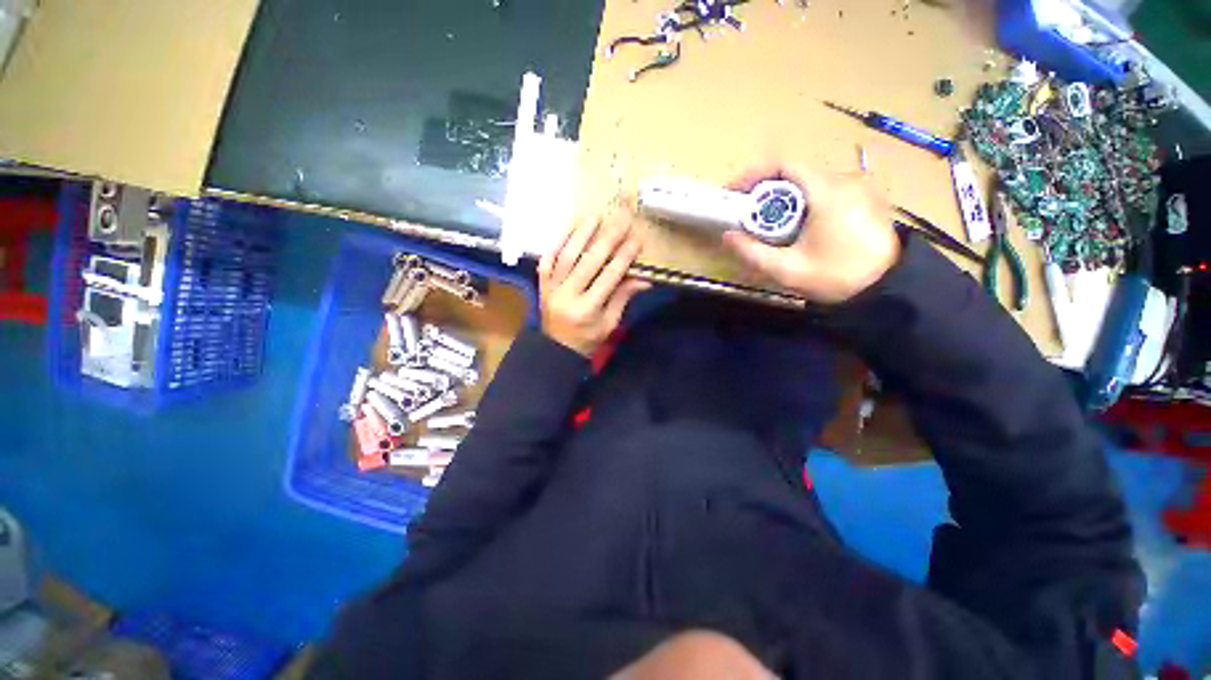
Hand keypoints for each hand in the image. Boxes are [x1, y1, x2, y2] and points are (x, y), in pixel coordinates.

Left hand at [539, 214, 650, 356]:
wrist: (555, 349)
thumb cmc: (587, 339)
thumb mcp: (609, 324)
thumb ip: (622, 298)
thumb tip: (643, 278)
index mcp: (587, 309)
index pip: (609, 278)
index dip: (623, 257)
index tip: (636, 240)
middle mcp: (567, 295)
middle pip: (589, 262)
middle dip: (608, 239)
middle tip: (621, 220)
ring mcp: (551, 287)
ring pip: (567, 255)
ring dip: (582, 234)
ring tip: (595, 216)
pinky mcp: (542, 283)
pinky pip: (547, 259)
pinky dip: (557, 242)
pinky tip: (568, 228)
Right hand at [722, 163, 900, 303]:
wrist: (888, 288)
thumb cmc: (837, 277)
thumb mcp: (787, 270)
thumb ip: (752, 253)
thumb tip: (727, 236)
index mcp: (828, 191)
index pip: (785, 165)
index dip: (754, 174)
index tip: (734, 192)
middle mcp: (845, 180)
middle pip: (795, 175)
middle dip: (766, 192)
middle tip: (747, 215)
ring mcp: (859, 188)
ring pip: (810, 184)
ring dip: (785, 199)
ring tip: (769, 225)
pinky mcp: (865, 198)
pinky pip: (826, 192)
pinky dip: (804, 203)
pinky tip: (797, 227)